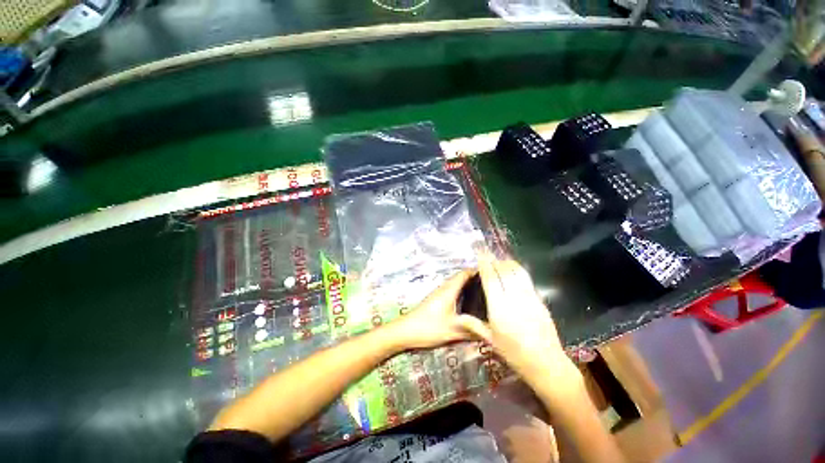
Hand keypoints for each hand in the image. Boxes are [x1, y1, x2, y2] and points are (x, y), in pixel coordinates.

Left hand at [391, 270, 490, 349]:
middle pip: (461, 278)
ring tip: (482, 295)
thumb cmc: (428, 327)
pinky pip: (451, 292)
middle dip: (475, 279)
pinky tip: (467, 305)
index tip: (491, 274)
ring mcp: (438, 294)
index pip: (464, 274)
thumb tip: (492, 332)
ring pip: (455, 285)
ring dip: (467, 287)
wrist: (404, 331)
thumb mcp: (452, 330)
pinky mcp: (435, 301)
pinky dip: (461, 294)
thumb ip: (472, 331)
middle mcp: (444, 288)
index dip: (477, 271)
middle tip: (490, 286)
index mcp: (449, 290)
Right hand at [461, 253, 578, 391]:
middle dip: (494, 260)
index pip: (490, 278)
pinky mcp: (540, 300)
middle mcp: (515, 299)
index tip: (479, 253)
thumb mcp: (491, 341)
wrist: (546, 364)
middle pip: (504, 271)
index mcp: (500, 309)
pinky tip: (513, 272)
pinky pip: (527, 279)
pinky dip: (518, 271)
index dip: (484, 263)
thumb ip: (473, 325)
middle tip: (487, 255)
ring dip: (507, 263)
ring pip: (518, 272)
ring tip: (499, 260)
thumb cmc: (514, 354)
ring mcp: (530, 298)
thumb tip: (458, 317)